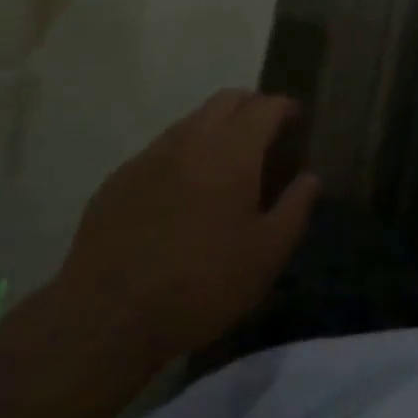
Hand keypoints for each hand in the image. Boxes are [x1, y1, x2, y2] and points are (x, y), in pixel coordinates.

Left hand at [56, 89, 320, 362]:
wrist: (106, 316)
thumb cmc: (200, 284)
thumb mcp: (265, 256)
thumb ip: (295, 209)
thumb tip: (311, 178)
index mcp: (232, 149)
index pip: (266, 106)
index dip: (285, 107)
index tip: (296, 118)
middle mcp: (192, 138)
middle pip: (227, 100)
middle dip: (251, 106)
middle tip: (265, 133)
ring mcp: (151, 154)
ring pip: (192, 121)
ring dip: (215, 128)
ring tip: (225, 163)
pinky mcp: (120, 177)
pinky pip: (161, 150)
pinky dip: (183, 155)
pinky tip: (182, 194)